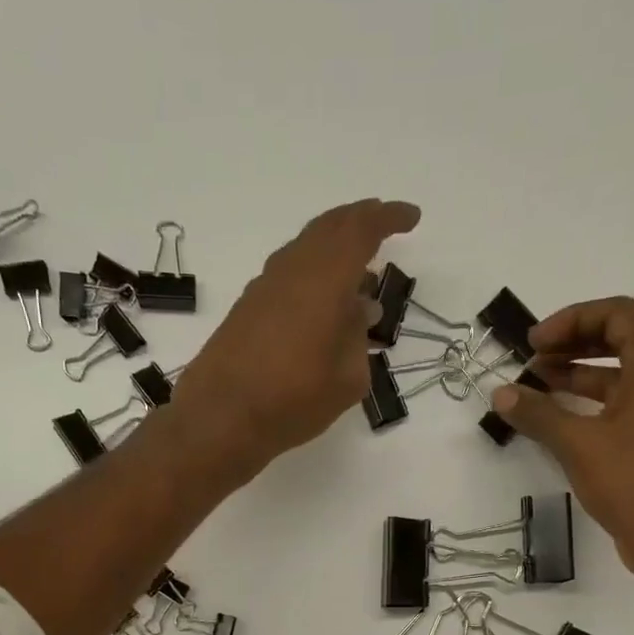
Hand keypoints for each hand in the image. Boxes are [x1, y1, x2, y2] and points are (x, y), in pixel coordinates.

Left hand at [175, 198, 420, 469]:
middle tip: (382, 225)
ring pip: (305, 249)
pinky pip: (288, 274)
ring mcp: (265, 287)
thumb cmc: (295, 399)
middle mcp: (293, 269)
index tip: (411, 217)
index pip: (362, 230)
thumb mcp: (347, 378)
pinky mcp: (247, 308)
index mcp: (326, 277)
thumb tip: (357, 312)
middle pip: (329, 228)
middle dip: (359, 221)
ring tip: (355, 269)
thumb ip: (358, 338)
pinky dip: (311, 273)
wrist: (222, 417)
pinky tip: (320, 301)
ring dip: (333, 249)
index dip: (389, 218)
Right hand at [492, 296, 633, 601]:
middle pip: (620, 342)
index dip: (573, 319)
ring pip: (619, 378)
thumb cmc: (633, 483)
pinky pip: (622, 407)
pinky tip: (559, 424)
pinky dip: (590, 406)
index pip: (618, 315)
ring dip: (578, 377)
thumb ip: (538, 415)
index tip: (535, 342)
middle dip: (572, 346)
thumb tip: (500, 393)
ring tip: (536, 389)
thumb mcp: (579, 445)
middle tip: (531, 362)